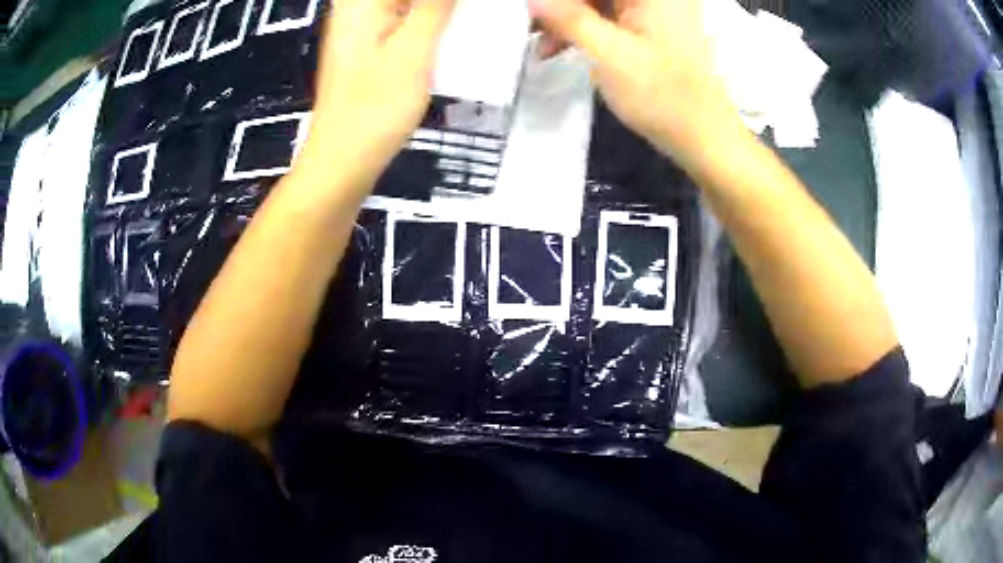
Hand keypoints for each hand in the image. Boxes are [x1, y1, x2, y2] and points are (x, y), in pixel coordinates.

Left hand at [297, 0, 455, 192]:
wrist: (343, 160)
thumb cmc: (374, 108)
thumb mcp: (413, 49)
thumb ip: (436, 5)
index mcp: (360, 2)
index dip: (434, 0)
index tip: (458, 10)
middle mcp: (355, 8)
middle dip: (438, 6)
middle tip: (465, 17)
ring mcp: (359, 26)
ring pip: (403, 3)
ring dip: (435, 10)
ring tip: (463, 19)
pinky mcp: (368, 43)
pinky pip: (401, 14)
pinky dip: (426, 16)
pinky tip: (446, 26)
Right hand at [530, 0, 744, 173]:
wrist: (703, 137)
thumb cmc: (662, 95)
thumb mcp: (609, 54)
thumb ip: (568, 19)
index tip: (533, 12)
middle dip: (562, 7)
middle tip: (532, 27)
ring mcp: (655, 9)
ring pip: (599, 2)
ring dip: (568, 19)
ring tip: (541, 45)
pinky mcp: (651, 26)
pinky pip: (609, 16)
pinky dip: (584, 28)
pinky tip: (560, 47)